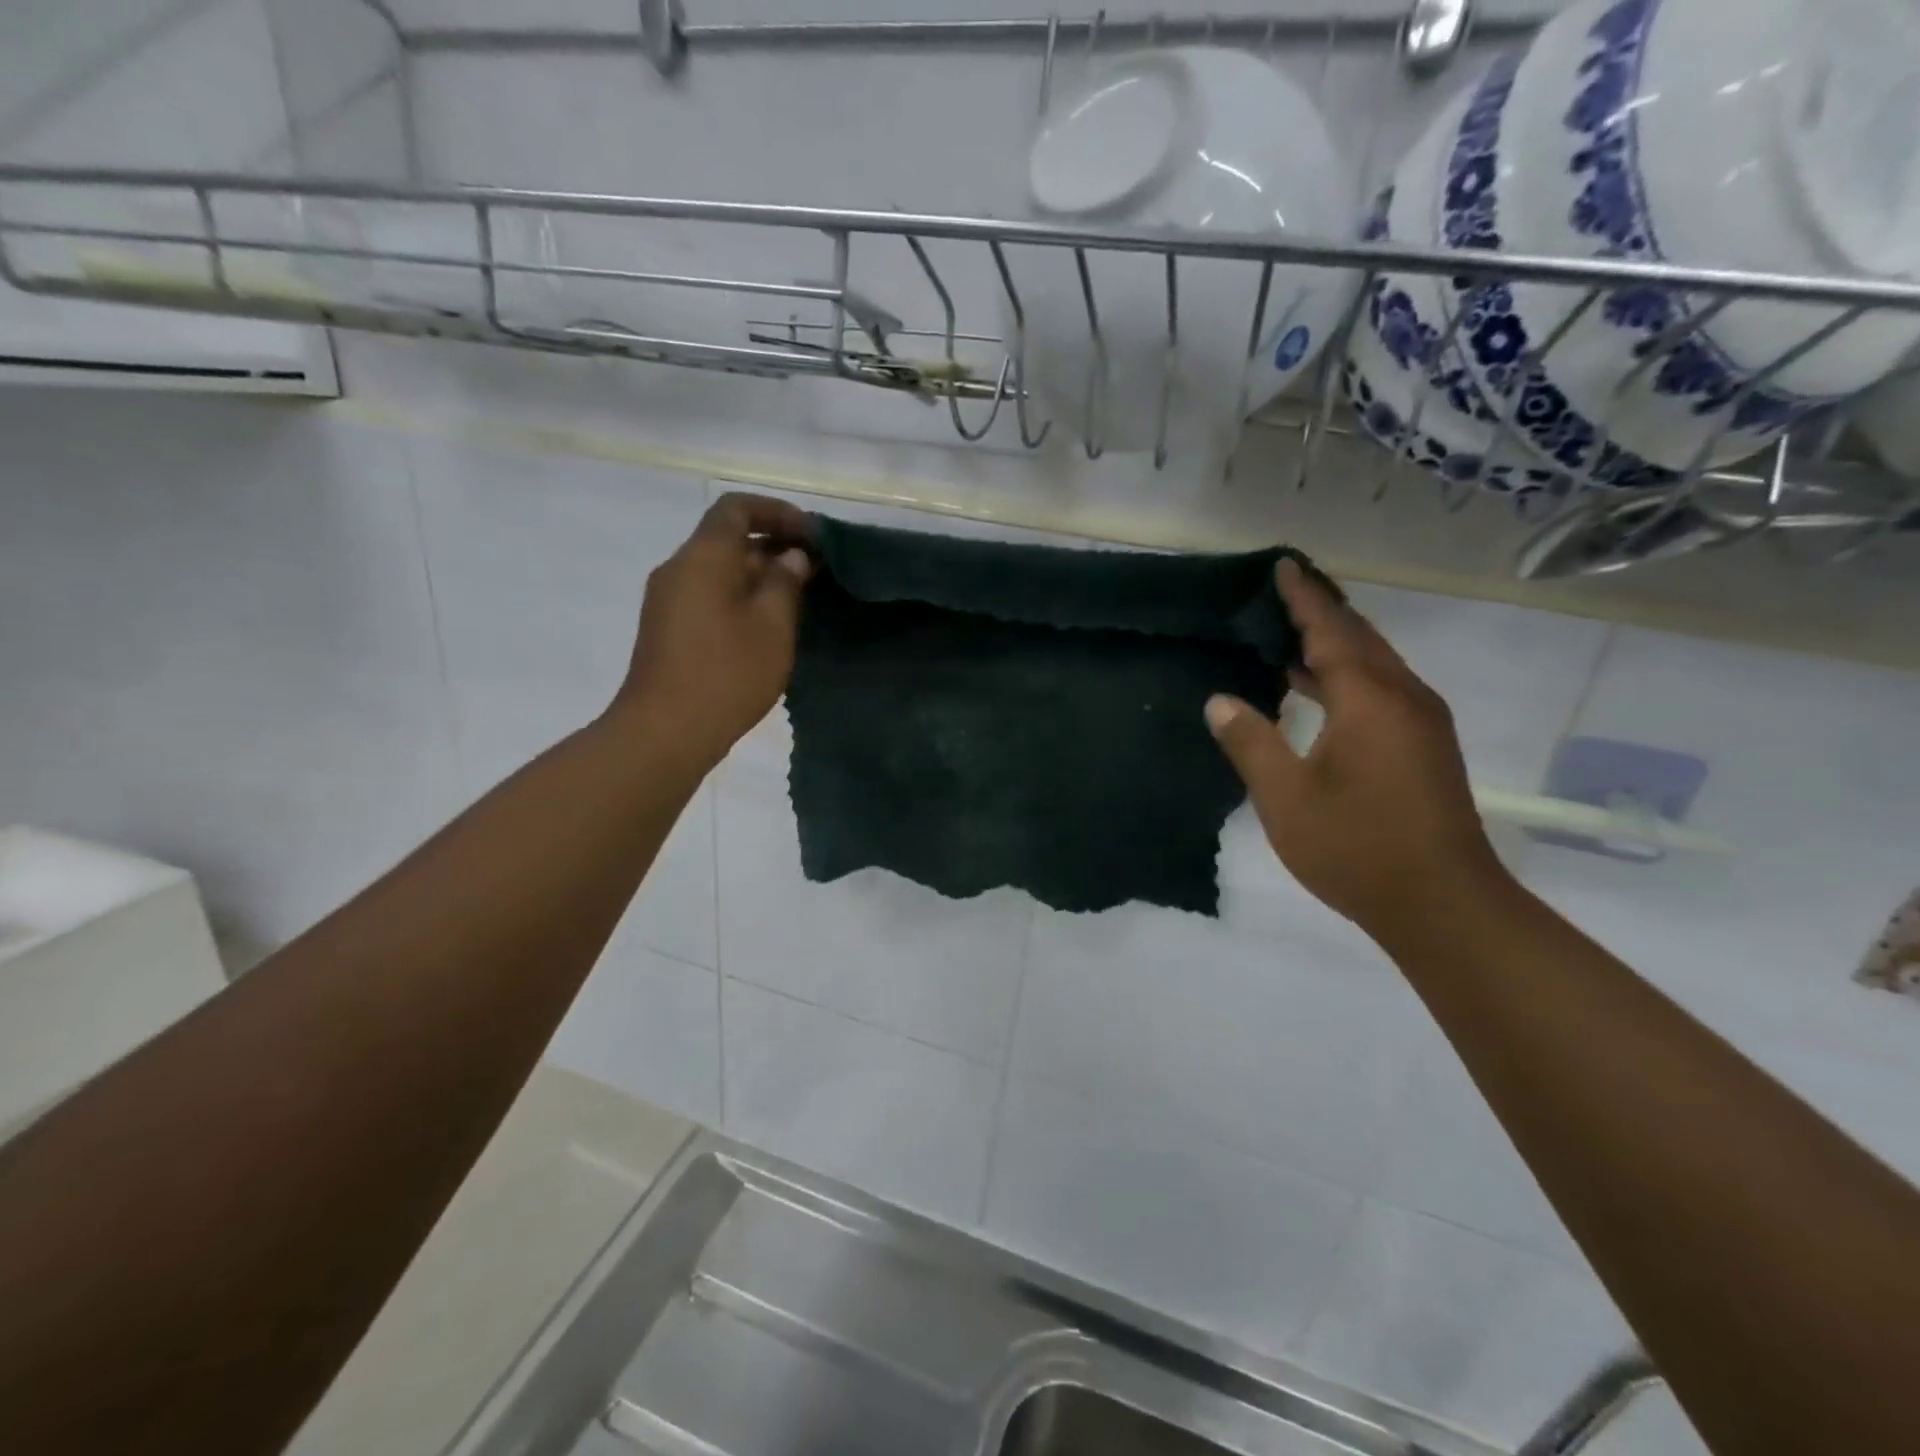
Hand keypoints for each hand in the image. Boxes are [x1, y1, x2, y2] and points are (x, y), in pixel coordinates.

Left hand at [611, 493, 815, 768]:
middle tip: (815, 569)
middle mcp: (679, 567)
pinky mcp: (667, 628)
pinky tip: (766, 625)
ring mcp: (667, 599)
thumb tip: (791, 557)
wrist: (665, 731)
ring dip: (758, 574)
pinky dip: (739, 595)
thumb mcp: (772, 625)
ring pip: (718, 569)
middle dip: (773, 545)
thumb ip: (785, 582)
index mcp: (704, 556)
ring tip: (797, 598)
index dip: (778, 512)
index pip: (737, 508)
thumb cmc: (727, 672)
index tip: (812, 536)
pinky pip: (707, 594)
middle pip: (727, 538)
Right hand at [1206, 559, 1507, 940]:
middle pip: (1360, 637)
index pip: (1331, 630)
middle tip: (1284, 591)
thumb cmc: (1356, 847)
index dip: (1304, 598)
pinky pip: (1382, 689)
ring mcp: (1422, 723)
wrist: (1443, 904)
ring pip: (1375, 664)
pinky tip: (1318, 689)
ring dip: (1336, 643)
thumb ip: (1251, 742)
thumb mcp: (1285, 797)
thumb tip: (1221, 700)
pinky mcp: (1426, 747)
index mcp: (1369, 699)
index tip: (1283, 565)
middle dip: (1323, 611)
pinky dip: (1348, 674)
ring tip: (1291, 633)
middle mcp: (1404, 698)